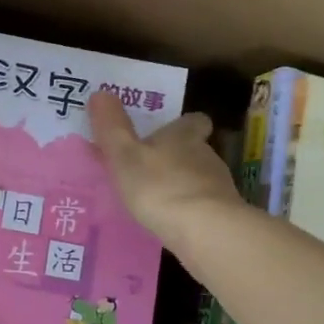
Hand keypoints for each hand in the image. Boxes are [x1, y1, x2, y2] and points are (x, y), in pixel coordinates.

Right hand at [88, 90, 241, 246]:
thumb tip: (101, 92)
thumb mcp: (124, 154)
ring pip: (199, 179)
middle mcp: (206, 156)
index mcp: (184, 136)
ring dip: (181, 185)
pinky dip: (189, 211)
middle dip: (176, 157)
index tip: (168, 132)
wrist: (205, 231)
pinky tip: (171, 223)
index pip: (194, 121)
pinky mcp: (223, 216)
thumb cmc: (159, 186)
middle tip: (150, 169)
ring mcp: (219, 188)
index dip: (183, 125)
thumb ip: (112, 126)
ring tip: (156, 200)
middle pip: (195, 150)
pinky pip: (203, 207)